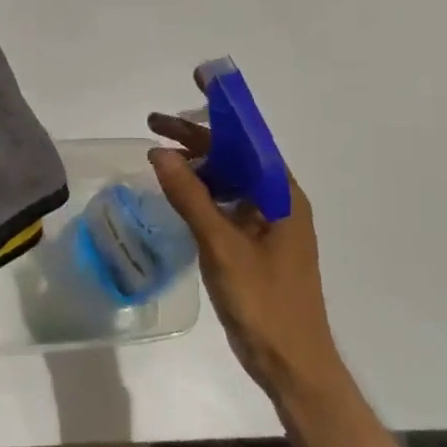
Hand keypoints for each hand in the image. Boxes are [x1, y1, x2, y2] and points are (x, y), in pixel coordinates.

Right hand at [147, 103, 343, 402]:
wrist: (293, 365)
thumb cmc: (264, 303)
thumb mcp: (221, 246)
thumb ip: (191, 197)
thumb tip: (160, 152)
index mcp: (282, 196)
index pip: (250, 137)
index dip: (223, 108)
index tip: (196, 81)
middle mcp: (279, 203)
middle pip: (237, 156)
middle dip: (197, 138)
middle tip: (154, 125)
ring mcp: (269, 225)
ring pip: (230, 180)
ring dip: (197, 166)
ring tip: (159, 160)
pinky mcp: (257, 245)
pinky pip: (227, 204)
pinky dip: (202, 194)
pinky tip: (177, 196)